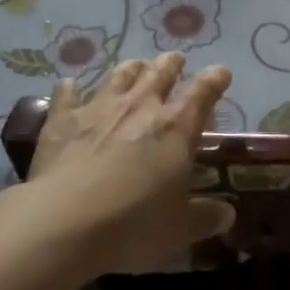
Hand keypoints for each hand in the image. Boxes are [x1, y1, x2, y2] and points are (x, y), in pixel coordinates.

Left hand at [27, 54, 235, 274]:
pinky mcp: (62, 120)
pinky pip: (66, 95)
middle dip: (171, 64)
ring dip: (131, 68)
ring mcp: (98, 109)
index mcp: (176, 127)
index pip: (203, 92)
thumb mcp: (179, 229)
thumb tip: (228, 214)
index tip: (221, 73)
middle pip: (161, 72)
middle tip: (176, 60)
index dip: (215, 79)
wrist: (64, 223)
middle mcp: (140, 107)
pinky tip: (68, 85)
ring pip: (119, 75)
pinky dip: (70, 89)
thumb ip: (205, 217)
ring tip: (136, 66)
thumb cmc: (133, 225)